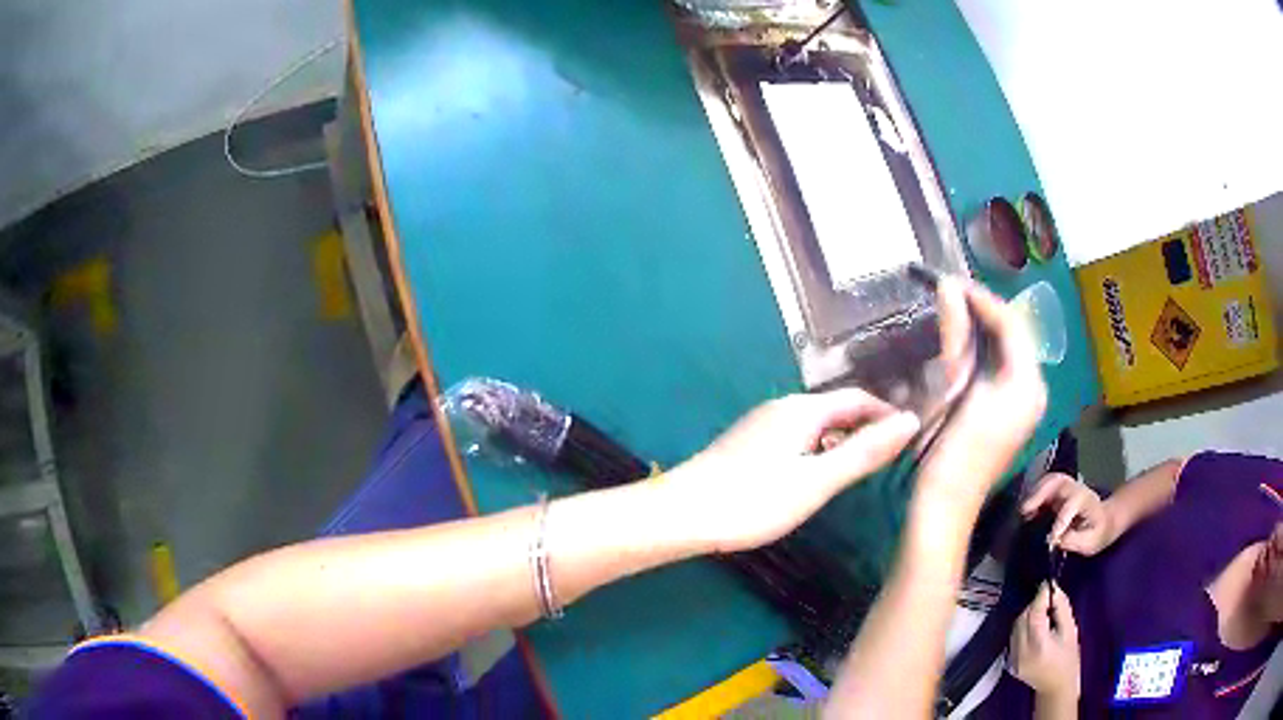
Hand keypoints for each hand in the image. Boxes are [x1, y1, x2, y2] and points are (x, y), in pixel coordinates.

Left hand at [666, 389, 919, 552]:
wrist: (682, 514)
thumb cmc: (754, 500)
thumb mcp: (817, 481)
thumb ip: (864, 452)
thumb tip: (909, 421)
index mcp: (803, 409)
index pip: (858, 398)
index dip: (886, 414)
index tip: (910, 437)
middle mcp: (782, 407)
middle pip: (836, 409)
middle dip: (865, 427)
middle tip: (890, 457)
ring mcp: (760, 424)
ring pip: (815, 424)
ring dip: (841, 439)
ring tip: (860, 469)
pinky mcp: (747, 444)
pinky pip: (795, 437)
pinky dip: (817, 450)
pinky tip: (815, 477)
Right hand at [914, 279, 1047, 513]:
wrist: (945, 506)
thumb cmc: (952, 451)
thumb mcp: (955, 389)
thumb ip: (957, 336)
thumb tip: (948, 286)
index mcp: (1028, 383)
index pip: (1011, 323)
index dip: (982, 298)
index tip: (949, 281)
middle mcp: (1032, 388)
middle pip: (1012, 334)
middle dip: (982, 310)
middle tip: (948, 291)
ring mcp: (1022, 402)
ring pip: (1005, 348)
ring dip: (979, 327)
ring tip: (950, 308)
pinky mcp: (1007, 412)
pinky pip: (998, 366)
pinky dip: (978, 349)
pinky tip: (958, 342)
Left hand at [1010, 584, 1080, 702]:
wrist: (1056, 689)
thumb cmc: (1068, 660)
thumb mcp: (1070, 632)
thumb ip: (1061, 609)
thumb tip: (1054, 589)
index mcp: (1038, 645)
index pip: (1034, 613)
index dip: (1041, 596)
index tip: (1049, 584)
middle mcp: (1021, 652)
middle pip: (1023, 618)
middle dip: (1035, 605)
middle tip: (1049, 601)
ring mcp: (1013, 658)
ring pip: (1016, 626)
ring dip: (1028, 615)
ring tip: (1044, 615)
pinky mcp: (1010, 662)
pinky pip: (1014, 636)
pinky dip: (1024, 626)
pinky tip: (1036, 628)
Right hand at [1022, 472, 1115, 555]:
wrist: (1106, 521)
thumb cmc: (1099, 534)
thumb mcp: (1091, 543)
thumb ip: (1074, 540)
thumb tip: (1055, 540)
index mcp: (1087, 501)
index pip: (1073, 503)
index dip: (1061, 519)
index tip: (1051, 538)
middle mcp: (1077, 489)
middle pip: (1059, 481)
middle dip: (1041, 493)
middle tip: (1025, 511)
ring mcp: (1068, 489)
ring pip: (1050, 481)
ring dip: (1035, 492)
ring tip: (1023, 511)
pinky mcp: (1059, 493)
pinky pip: (1045, 487)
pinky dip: (1034, 495)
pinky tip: (1027, 511)